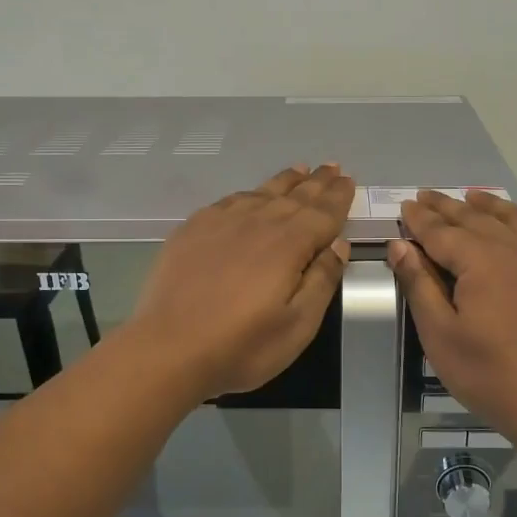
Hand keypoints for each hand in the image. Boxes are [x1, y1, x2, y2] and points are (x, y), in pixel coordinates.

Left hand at [129, 165, 354, 400]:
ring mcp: (221, 222)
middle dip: (317, 182)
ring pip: (262, 193)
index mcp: (289, 244)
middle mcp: (257, 222)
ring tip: (300, 171)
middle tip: (332, 167)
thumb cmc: (241, 346)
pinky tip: (252, 196)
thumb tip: (339, 245)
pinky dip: (249, 193)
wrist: (167, 349)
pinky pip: (230, 200)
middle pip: (295, 196)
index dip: (338, 197)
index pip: (322, 213)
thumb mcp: (298, 325)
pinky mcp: (193, 229)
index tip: (349, 180)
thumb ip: (321, 281)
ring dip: (285, 181)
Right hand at [389, 191, 516, 444]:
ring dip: (493, 206)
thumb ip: (419, 284)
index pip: (441, 232)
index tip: (405, 207)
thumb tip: (400, 245)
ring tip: (474, 197)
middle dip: (448, 207)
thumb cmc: (487, 373)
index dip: (419, 220)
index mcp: (481, 261)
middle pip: (477, 220)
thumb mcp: (439, 333)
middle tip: (427, 196)